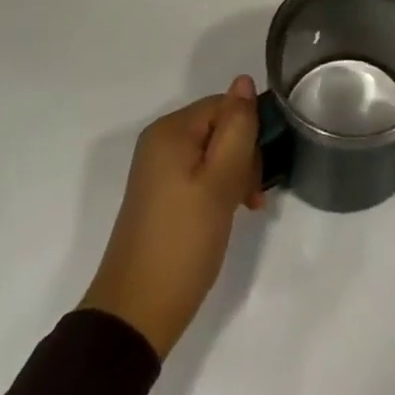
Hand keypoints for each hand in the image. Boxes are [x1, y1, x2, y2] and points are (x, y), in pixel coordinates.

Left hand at [81, 76, 264, 358]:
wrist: (136, 314)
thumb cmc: (183, 241)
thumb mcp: (220, 181)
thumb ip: (237, 127)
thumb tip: (244, 80)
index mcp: (171, 130)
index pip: (226, 105)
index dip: (249, 134)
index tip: (258, 174)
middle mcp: (161, 141)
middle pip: (220, 127)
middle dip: (244, 157)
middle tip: (251, 198)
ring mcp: (159, 169)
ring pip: (215, 152)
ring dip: (236, 175)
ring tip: (242, 210)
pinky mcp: (162, 194)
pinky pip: (201, 174)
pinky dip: (220, 189)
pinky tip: (228, 214)